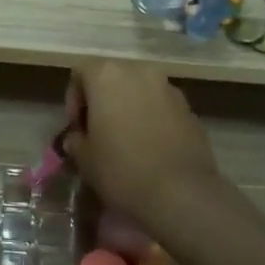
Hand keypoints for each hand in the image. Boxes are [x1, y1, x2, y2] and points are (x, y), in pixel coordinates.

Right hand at [61, 62, 220, 224]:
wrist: (181, 193)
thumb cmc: (122, 170)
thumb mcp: (84, 159)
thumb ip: (76, 141)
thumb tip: (79, 138)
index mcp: (107, 76)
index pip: (81, 71)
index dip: (74, 98)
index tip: (77, 127)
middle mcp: (139, 72)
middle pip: (112, 77)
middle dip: (103, 100)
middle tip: (99, 131)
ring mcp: (168, 88)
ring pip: (139, 90)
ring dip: (129, 107)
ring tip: (127, 140)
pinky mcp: (190, 108)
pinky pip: (161, 106)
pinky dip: (152, 118)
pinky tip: (151, 148)